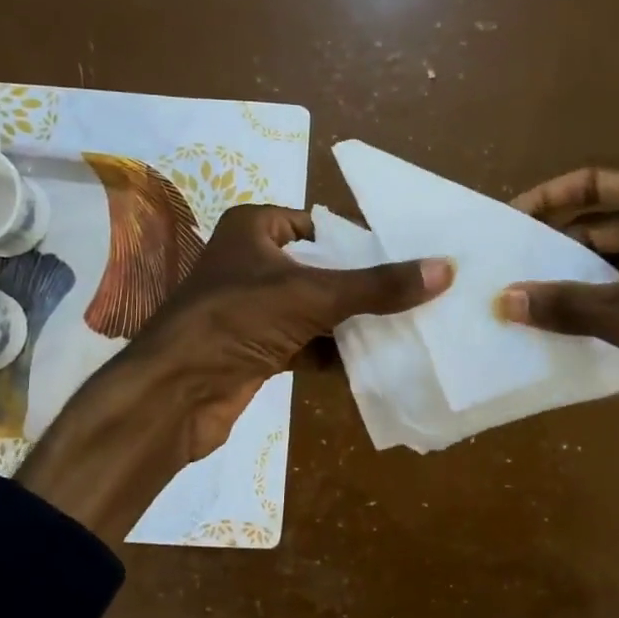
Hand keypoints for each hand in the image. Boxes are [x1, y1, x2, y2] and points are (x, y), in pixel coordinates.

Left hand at [19, 204, 451, 541]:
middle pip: (319, 269)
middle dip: (361, 285)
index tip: (402, 256)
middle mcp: (249, 263)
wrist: (174, 393)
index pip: (316, 224)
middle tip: (413, 293)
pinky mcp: (254, 350)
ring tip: (404, 325)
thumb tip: (444, 270)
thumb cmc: (236, 320)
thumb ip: (377, 286)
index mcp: (252, 229)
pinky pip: (304, 344)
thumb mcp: (312, 294)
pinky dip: (333, 352)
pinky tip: (373, 361)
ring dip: (351, 322)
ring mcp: (250, 310)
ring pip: (313, 309)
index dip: (356, 239)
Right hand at [497, 168, 618, 411]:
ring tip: (531, 300)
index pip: (597, 184)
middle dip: (561, 249)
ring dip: (582, 281)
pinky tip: (573, 326)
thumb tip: (503, 300)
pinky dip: (609, 303)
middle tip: (512, 270)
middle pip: (607, 225)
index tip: (510, 219)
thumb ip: (569, 306)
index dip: (550, 199)